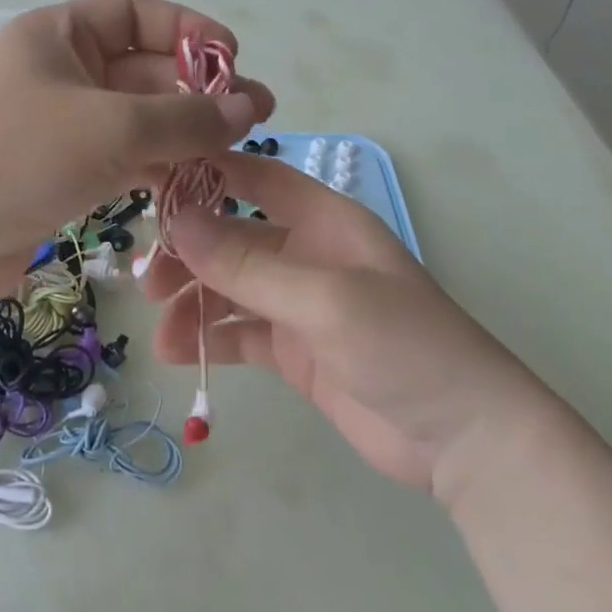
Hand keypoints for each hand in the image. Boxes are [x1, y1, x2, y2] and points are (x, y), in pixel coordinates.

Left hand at [0, 0, 274, 293]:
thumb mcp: (113, 128)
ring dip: (183, 135)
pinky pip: (120, 161)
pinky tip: (192, 186)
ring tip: (233, 157)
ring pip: (136, 121)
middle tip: (253, 120)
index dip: (189, 29)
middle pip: (143, 71)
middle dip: (197, 92)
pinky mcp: (58, 176)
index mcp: (60, 35)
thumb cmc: (18, 156)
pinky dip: (155, 169)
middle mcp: (59, 73)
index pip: (136, 14)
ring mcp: (58, 128)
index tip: (235, 61)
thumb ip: (187, 117)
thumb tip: (249, 108)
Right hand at [142, 152, 544, 498]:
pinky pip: (241, 333)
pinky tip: (180, 353)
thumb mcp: (324, 299)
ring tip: (163, 332)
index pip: (257, 178)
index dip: (208, 174)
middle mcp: (308, 254)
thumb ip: (248, 264)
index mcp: (325, 221)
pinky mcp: (295, 351)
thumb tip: (178, 220)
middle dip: (189, 253)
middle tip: (149, 281)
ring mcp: (300, 305)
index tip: (152, 184)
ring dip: (193, 302)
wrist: (461, 437)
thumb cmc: (404, 345)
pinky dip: (209, 338)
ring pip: (230, 289)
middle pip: (233, 237)